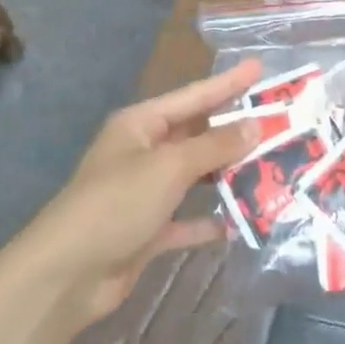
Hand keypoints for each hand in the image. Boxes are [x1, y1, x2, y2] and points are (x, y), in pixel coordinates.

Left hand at [26, 58, 263, 324]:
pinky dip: (210, 219)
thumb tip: (255, 124)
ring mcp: (144, 193)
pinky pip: (187, 218)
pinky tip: (241, 221)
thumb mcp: (169, 166)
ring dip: (228, 174)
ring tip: (271, 167)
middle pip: (197, 134)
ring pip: (195, 176)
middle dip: (235, 130)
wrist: (66, 276)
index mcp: (141, 125)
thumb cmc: (116, 204)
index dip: (229, 82)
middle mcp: (143, 153)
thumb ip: (215, 146)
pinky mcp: (147, 231)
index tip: (261, 67)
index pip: (195, 96)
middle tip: (278, 121)